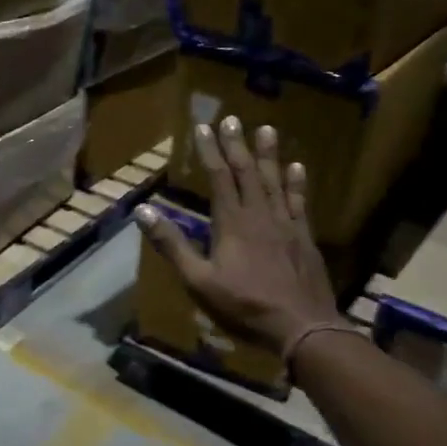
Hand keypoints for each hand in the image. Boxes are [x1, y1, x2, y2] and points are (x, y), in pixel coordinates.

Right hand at [135, 116, 340, 352]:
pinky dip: (296, 183)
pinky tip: (297, 168)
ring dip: (269, 154)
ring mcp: (285, 225)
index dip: (209, 151)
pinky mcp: (303, 238)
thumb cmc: (244, 306)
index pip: (218, 177)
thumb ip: (172, 245)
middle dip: (236, 144)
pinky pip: (299, 202)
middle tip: (231, 118)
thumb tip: (143, 210)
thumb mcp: (198, 280)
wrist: (301, 327)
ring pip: (275, 181)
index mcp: (231, 223)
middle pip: (247, 172)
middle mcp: (259, 215)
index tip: (203, 127)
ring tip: (266, 129)